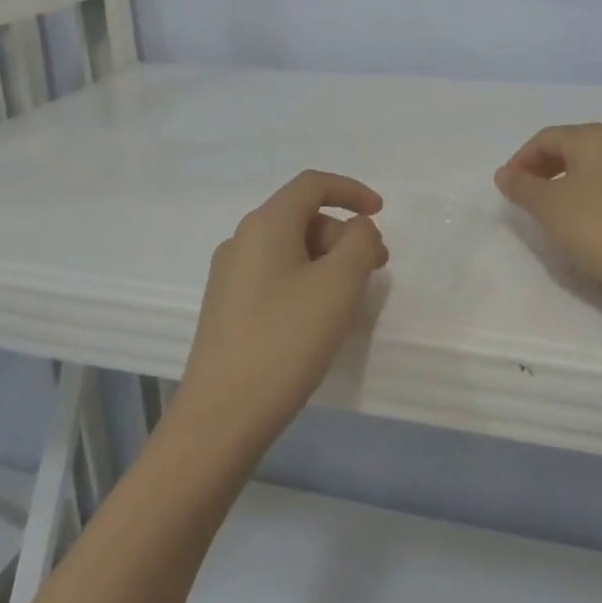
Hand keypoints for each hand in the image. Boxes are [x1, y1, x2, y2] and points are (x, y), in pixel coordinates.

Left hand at [171, 170, 388, 460]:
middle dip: (344, 235)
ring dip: (327, 260)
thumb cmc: (285, 341)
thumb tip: (358, 228)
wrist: (220, 418)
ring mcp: (229, 276)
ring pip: (291, 248)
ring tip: (349, 300)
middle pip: (303, 217)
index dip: (351, 190)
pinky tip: (317, 318)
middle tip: (374, 270)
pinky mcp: (227, 308)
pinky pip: (276, 275)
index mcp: (265, 225)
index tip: (381, 213)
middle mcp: (241, 240)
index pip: (312, 184)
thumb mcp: (338, 285)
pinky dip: (306, 281)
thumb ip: (360, 243)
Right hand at [494, 123, 601, 311]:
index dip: (521, 160)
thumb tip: (504, 173)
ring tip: (547, 210)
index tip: (507, 187)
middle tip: (523, 197)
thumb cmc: (598, 228)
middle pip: (568, 148)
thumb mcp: (548, 207)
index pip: (545, 138)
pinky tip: (578, 220)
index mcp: (592, 138)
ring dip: (561, 183)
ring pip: (587, 167)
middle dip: (540, 169)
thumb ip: (522, 186)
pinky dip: (583, 194)